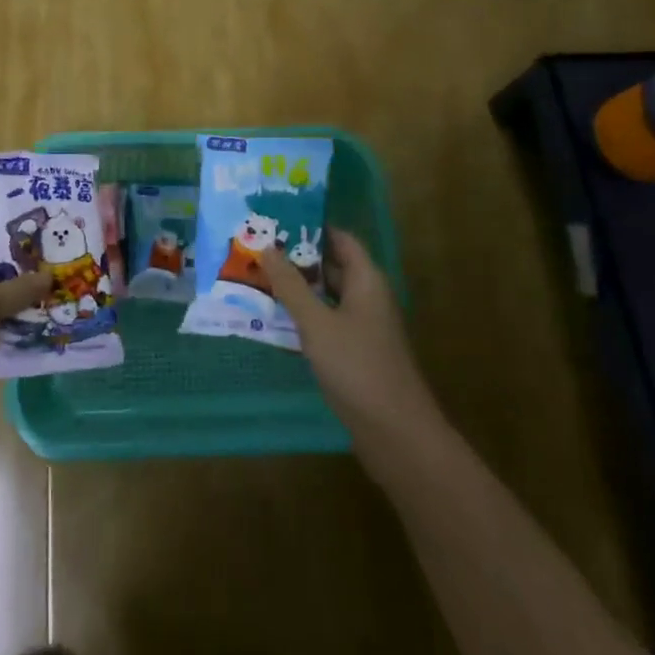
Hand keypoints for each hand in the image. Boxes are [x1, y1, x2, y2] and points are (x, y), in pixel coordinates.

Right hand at [261, 229, 432, 449]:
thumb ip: (291, 285)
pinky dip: (304, 316)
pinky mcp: (357, 354)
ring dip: (297, 288)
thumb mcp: (317, 322)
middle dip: (296, 257)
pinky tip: (275, 319)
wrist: (397, 435)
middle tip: (257, 248)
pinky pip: (327, 322)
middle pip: (332, 266)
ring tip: (257, 277)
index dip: (310, 227)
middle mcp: (368, 297)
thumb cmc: (358, 367)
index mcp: (366, 280)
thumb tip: (266, 247)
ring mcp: (364, 327)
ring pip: (327, 296)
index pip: (340, 239)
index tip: (275, 220)